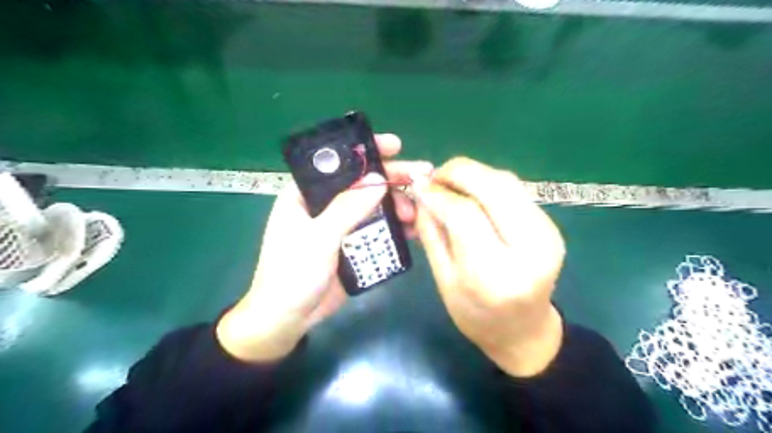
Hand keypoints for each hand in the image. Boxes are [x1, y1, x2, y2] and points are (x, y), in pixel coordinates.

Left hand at [217, 132, 432, 362]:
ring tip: (418, 212)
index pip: (337, 163)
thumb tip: (379, 179)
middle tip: (422, 177)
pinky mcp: (351, 246)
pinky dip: (394, 228)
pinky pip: (376, 230)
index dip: (365, 151)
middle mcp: (324, 205)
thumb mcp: (318, 238)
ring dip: (397, 206)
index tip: (395, 145)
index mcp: (305, 194)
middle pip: (361, 184)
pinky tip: (413, 229)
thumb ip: (348, 209)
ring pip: (372, 207)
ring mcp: (340, 226)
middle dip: (391, 180)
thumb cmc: (291, 274)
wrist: (286, 320)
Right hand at [412, 156, 564, 375]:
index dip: (438, 194)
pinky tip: (472, 194)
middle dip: (458, 172)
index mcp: (495, 274)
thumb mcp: (443, 279)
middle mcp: (529, 249)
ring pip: (507, 182)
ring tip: (449, 184)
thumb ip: (431, 233)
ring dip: (474, 174)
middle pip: (494, 187)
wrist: (524, 332)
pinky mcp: (551, 226)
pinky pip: (515, 191)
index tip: (418, 187)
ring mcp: (547, 235)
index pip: (465, 214)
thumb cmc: (475, 316)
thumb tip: (422, 192)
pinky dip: (488, 184)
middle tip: (434, 177)